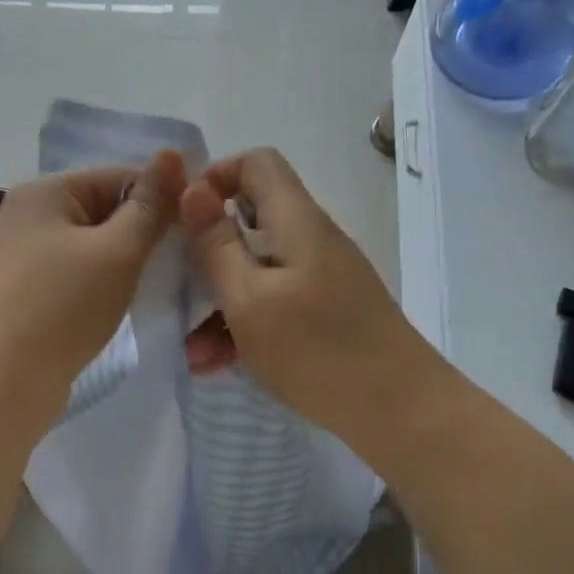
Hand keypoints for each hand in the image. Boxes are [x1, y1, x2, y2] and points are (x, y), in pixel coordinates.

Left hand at [0, 150, 184, 404]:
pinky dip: (104, 286)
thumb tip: (173, 154)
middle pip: (105, 211)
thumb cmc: (62, 307)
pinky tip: (127, 304)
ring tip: (163, 284)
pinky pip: (78, 277)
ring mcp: (25, 258)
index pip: (120, 176)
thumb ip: (150, 206)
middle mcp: (30, 216)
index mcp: (45, 191)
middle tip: (188, 261)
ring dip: (127, 263)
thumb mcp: (117, 251)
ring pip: (94, 248)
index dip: (164, 197)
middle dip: (145, 234)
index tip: (201, 227)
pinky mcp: (28, 295)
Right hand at [182, 148, 438, 461]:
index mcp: (296, 222)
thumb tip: (192, 188)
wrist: (398, 410)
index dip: (214, 178)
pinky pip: (273, 304)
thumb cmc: (317, 350)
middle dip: (206, 257)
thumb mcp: (249, 299)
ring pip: (256, 272)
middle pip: (250, 221)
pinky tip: (219, 365)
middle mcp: (311, 240)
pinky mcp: (324, 312)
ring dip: (219, 305)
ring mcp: (320, 278)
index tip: (181, 220)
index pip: (257, 163)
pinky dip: (245, 327)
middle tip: (175, 291)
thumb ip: (216, 244)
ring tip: (193, 353)